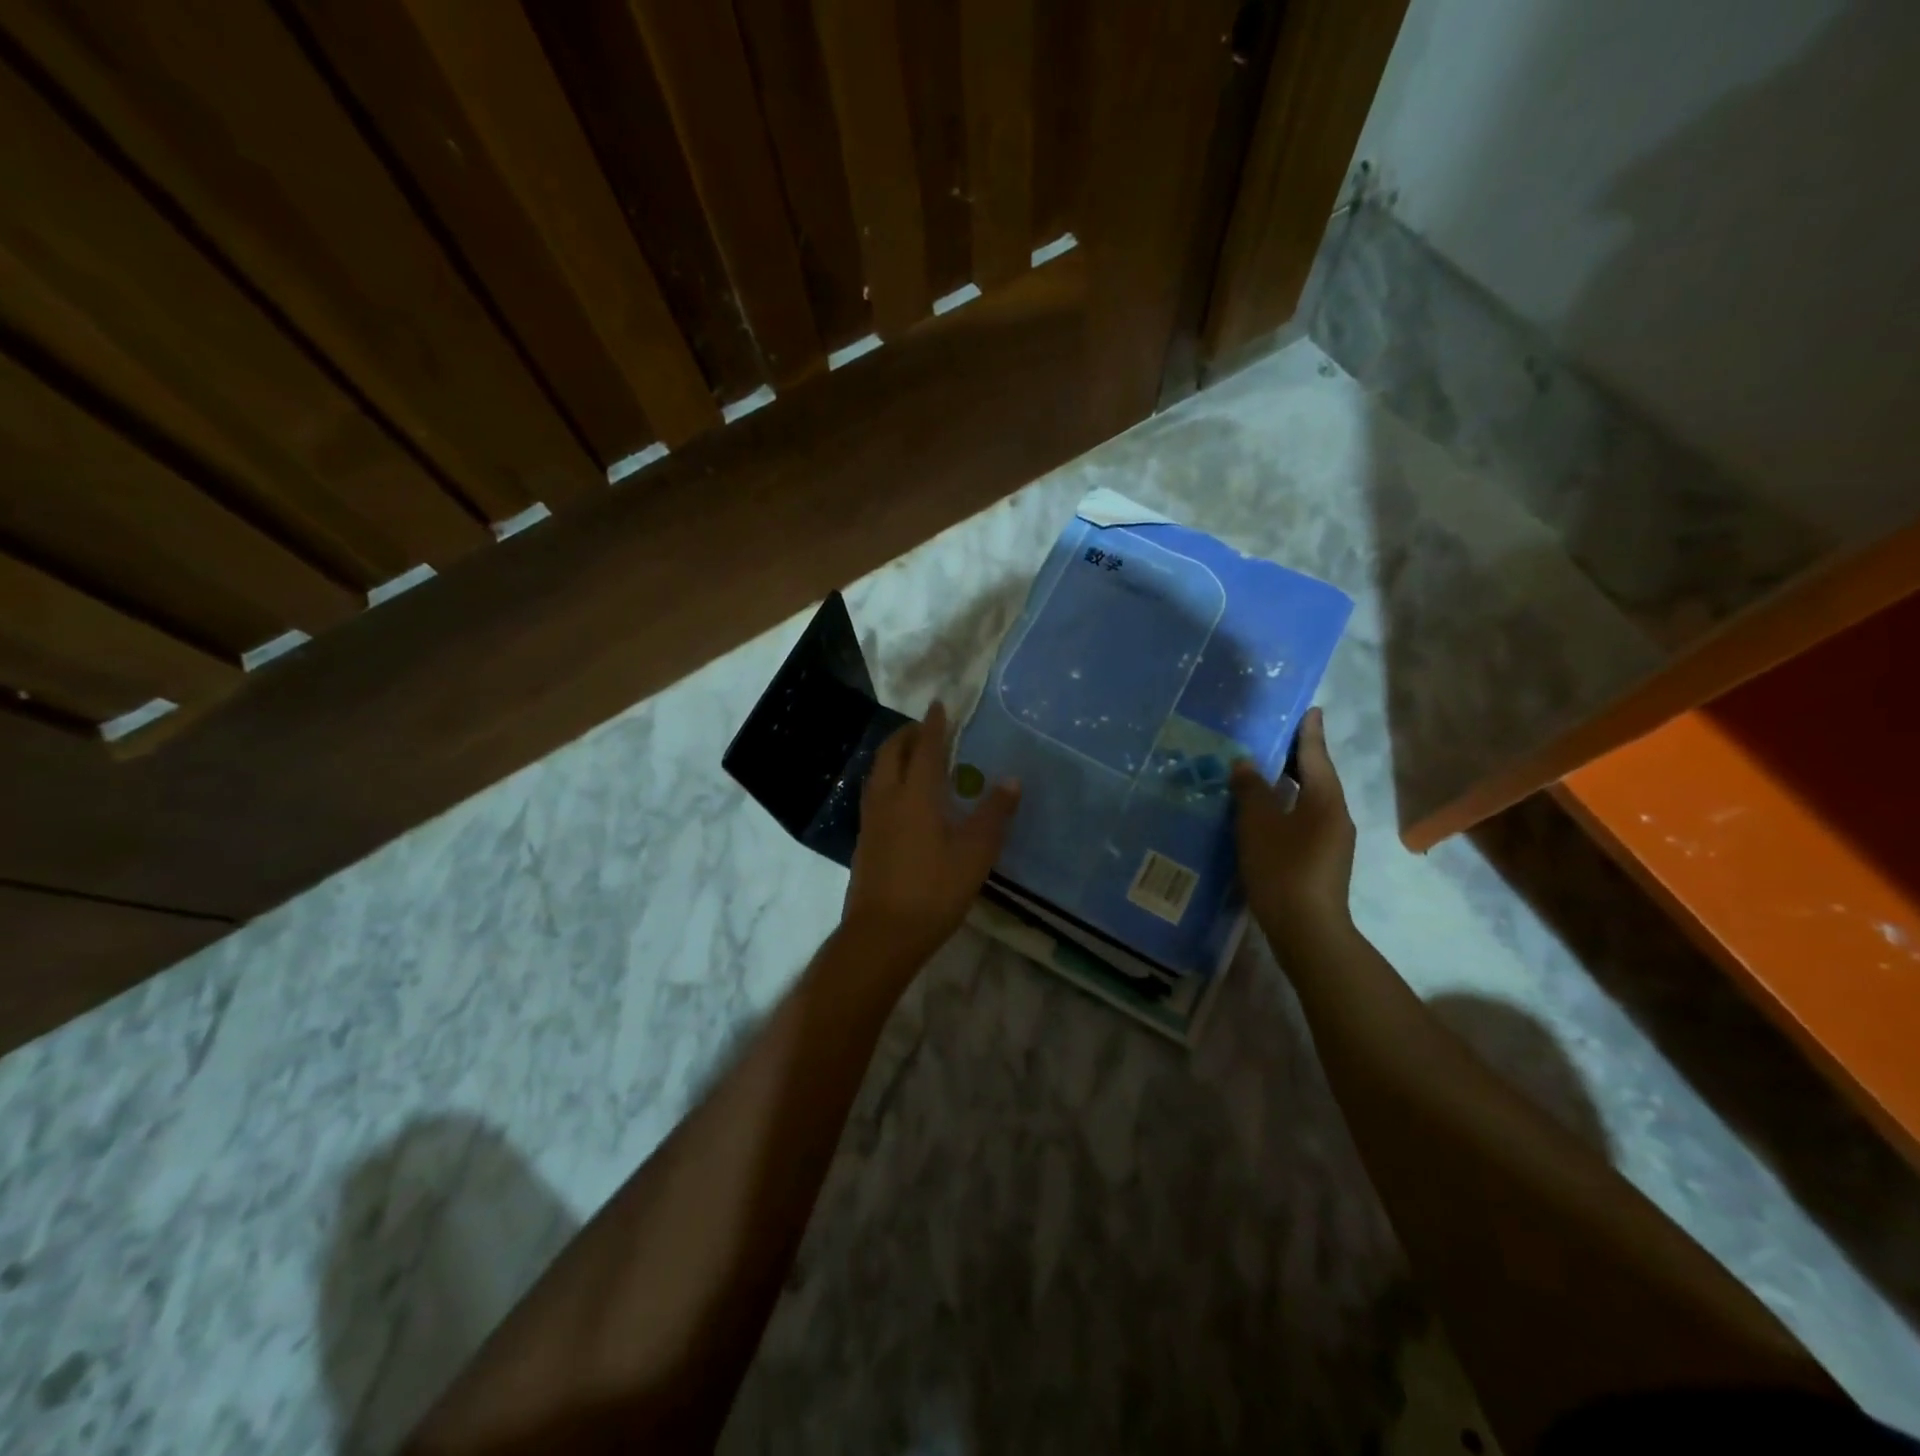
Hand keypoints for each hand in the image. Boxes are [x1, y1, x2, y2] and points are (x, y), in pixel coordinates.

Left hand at [843, 701, 1019, 969]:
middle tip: (926, 728)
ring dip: (894, 755)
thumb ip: (993, 814)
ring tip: (912, 756)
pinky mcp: (865, 841)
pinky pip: (875, 794)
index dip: (933, 726)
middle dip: (907, 735)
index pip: (925, 749)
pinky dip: (888, 779)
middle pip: (891, 754)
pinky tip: (900, 798)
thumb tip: (1011, 780)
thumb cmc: (933, 891)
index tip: (939, 705)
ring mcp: (871, 820)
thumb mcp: (975, 854)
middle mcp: (888, 799)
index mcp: (916, 796)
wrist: (882, 935)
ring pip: (878, 773)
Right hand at [1230, 707, 1355, 955]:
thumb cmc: (1283, 869)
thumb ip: (1251, 790)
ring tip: (1267, 771)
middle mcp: (1336, 815)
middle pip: (1318, 776)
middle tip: (1277, 736)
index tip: (1311, 709)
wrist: (1308, 930)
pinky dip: (1288, 806)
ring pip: (1311, 800)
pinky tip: (1268, 812)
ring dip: (1292, 783)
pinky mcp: (1322, 860)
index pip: (1316, 756)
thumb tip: (1245, 763)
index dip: (1309, 732)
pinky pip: (1305, 819)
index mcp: (1326, 800)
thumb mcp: (1258, 824)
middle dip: (1299, 757)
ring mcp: (1332, 840)